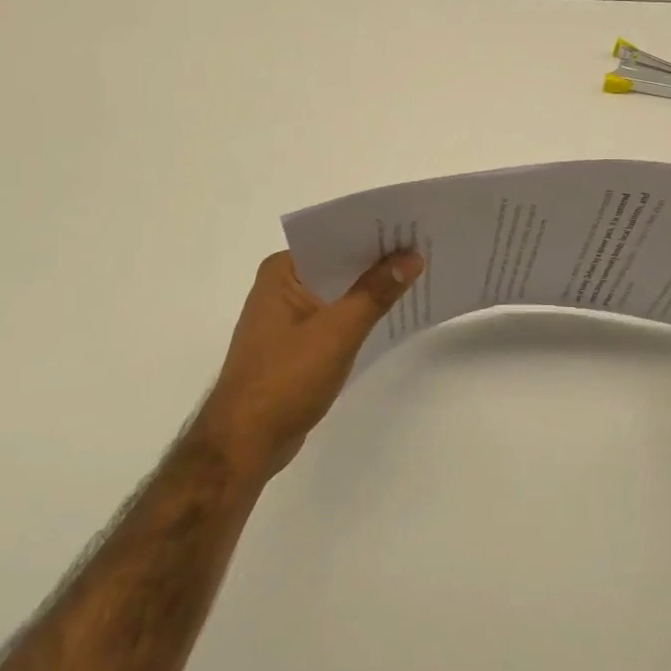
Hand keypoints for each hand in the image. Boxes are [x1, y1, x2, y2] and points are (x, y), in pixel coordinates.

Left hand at [197, 249, 423, 480]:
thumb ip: (376, 292)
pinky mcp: (296, 344)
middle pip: (338, 263)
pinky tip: (392, 313)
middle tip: (424, 247)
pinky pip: (335, 316)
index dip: (373, 232)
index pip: (333, 238)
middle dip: (378, 260)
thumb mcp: (338, 331)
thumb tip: (412, 256)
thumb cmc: (286, 379)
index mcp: (282, 271)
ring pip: (338, 292)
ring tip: (418, 275)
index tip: (412, 226)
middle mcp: (282, 286)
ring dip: (371, 288)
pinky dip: (360, 314)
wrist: (246, 444)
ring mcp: (287, 317)